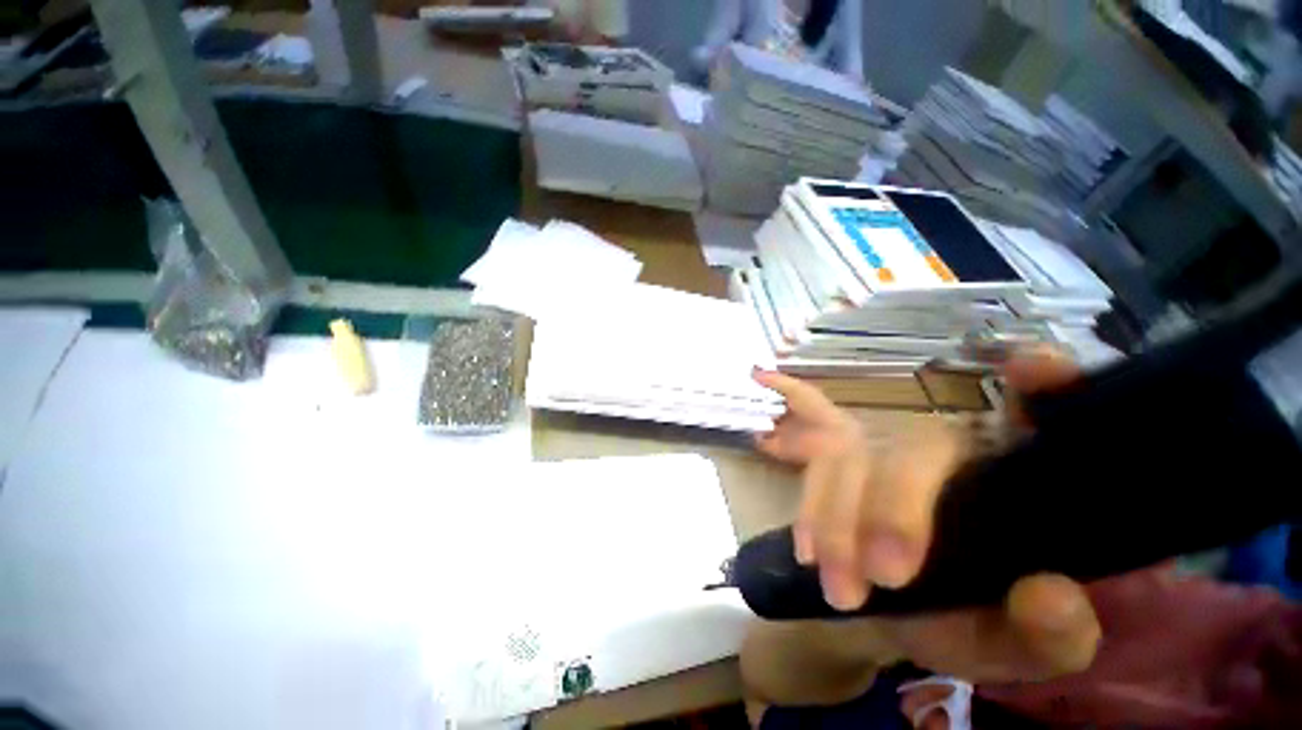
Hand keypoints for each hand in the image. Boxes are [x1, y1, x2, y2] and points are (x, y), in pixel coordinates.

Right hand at [751, 349, 1100, 683]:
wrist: (901, 619)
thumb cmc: (970, 627)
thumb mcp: (1018, 650)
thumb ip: (1051, 638)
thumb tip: (1049, 593)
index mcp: (1008, 487)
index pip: (1040, 422)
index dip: (1046, 386)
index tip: (1030, 369)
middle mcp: (946, 450)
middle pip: (911, 448)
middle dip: (889, 508)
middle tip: (877, 576)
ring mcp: (883, 447)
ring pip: (846, 453)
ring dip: (828, 510)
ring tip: (820, 568)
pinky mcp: (839, 453)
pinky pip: (813, 416)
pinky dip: (793, 401)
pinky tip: (766, 396)